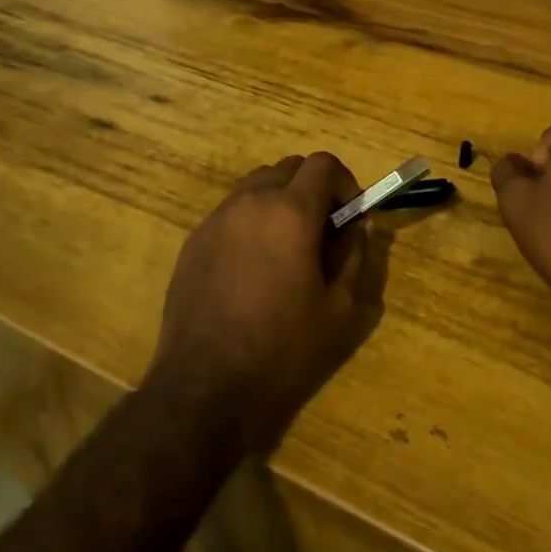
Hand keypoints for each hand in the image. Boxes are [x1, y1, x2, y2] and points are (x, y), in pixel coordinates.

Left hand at [147, 152, 381, 454]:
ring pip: (257, 186)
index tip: (349, 215)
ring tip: (286, 248)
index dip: (344, 183)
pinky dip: (251, 221)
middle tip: (322, 231)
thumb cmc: (282, 349)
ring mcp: (217, 218)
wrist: (205, 387)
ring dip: (280, 201)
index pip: (323, 164)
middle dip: (313, 189)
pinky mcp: (194, 240)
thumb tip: (356, 227)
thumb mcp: (340, 309)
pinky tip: (252, 267)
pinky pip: (231, 211)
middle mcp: (251, 202)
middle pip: (289, 168)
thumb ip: (354, 256)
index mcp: (291, 212)